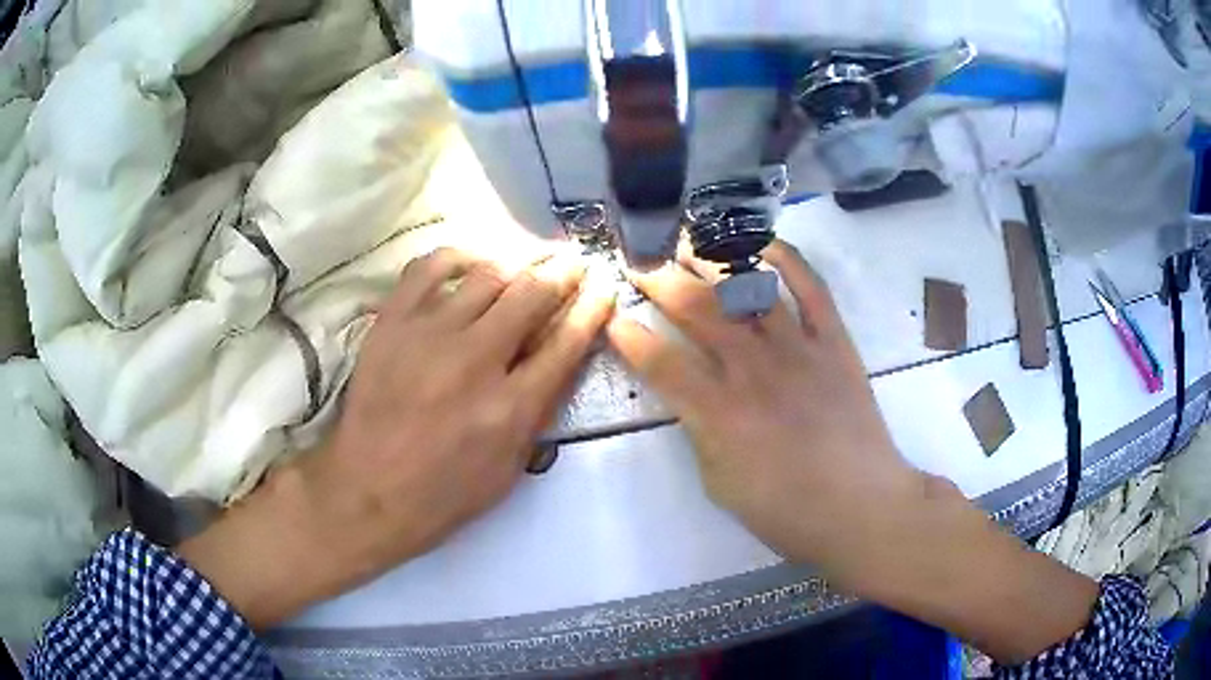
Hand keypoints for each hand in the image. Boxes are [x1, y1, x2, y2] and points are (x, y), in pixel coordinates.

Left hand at [180, 247, 614, 628]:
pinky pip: (430, 267)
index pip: (567, 340)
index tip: (605, 284)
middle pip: (533, 294)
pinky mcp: (393, 322)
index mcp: (512, 407)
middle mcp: (476, 360)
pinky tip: (473, 261)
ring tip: (530, 261)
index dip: (593, 306)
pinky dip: (458, 256)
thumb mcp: (509, 470)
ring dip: (519, 263)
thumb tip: (560, 360)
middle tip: (575, 261)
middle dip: (564, 271)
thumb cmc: (443, 494)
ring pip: (488, 274)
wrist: (366, 491)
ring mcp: (430, 335)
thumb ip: (539, 413)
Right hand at [608, 241, 914, 563]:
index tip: (613, 316)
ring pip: (748, 288)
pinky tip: (763, 244)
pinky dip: (788, 260)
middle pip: (697, 310)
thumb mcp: (720, 484)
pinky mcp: (834, 342)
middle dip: (660, 280)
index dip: (630, 336)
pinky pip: (812, 288)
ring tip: (688, 241)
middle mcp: (753, 369)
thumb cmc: (786, 510)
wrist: (860, 506)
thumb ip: (699, 432)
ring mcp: (798, 349)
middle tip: (639, 260)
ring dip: (712, 259)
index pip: (661, 362)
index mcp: (719, 413)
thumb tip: (689, 394)